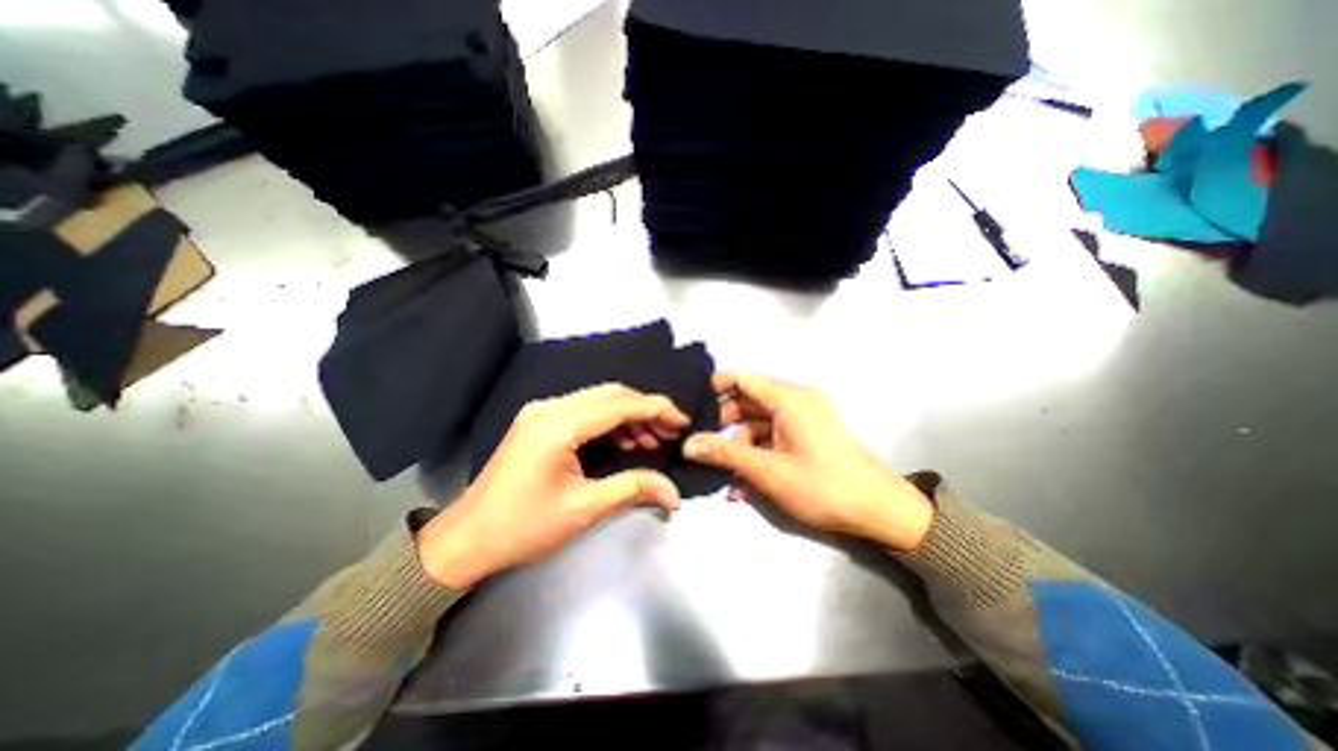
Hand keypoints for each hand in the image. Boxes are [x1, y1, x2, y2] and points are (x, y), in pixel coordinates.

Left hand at [417, 385, 689, 589]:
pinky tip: (626, 442)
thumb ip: (633, 489)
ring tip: (653, 440)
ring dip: (629, 416)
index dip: (656, 409)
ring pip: (599, 400)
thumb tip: (674, 491)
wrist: (466, 540)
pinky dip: (610, 423)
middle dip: (646, 409)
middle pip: (611, 394)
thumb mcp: (583, 509)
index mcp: (558, 425)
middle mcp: (550, 408)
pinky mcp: (540, 423)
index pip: (620, 404)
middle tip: (671, 432)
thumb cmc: (522, 527)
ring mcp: (542, 412)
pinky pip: (585, 412)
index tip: (683, 422)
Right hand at [685, 370, 932, 552]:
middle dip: (723, 426)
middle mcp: (796, 401)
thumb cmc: (824, 486)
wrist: (881, 512)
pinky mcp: (808, 436)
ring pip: (758, 425)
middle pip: (748, 403)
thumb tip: (688, 444)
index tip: (690, 407)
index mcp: (789, 399)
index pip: (742, 378)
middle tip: (701, 447)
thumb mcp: (768, 471)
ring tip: (724, 478)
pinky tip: (743, 486)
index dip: (714, 388)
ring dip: (739, 450)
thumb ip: (725, 454)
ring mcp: (803, 419)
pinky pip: (773, 439)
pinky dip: (757, 456)